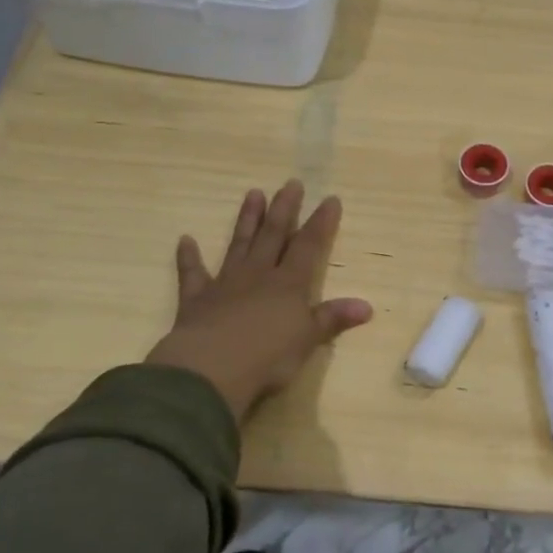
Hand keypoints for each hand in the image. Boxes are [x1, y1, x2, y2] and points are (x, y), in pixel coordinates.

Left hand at [146, 181, 372, 422]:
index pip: (309, 246)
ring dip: (247, 220)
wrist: (211, 369)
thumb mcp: (308, 340)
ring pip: (239, 244)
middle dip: (284, 209)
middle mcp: (258, 275)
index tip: (330, 199)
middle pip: (273, 235)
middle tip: (290, 183)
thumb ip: (333, 319)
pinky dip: (188, 257)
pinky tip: (185, 240)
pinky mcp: (196, 299)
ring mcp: (225, 284)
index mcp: (288, 284)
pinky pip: (192, 273)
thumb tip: (366, 306)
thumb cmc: (267, 357)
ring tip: (253, 193)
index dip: (321, 223)